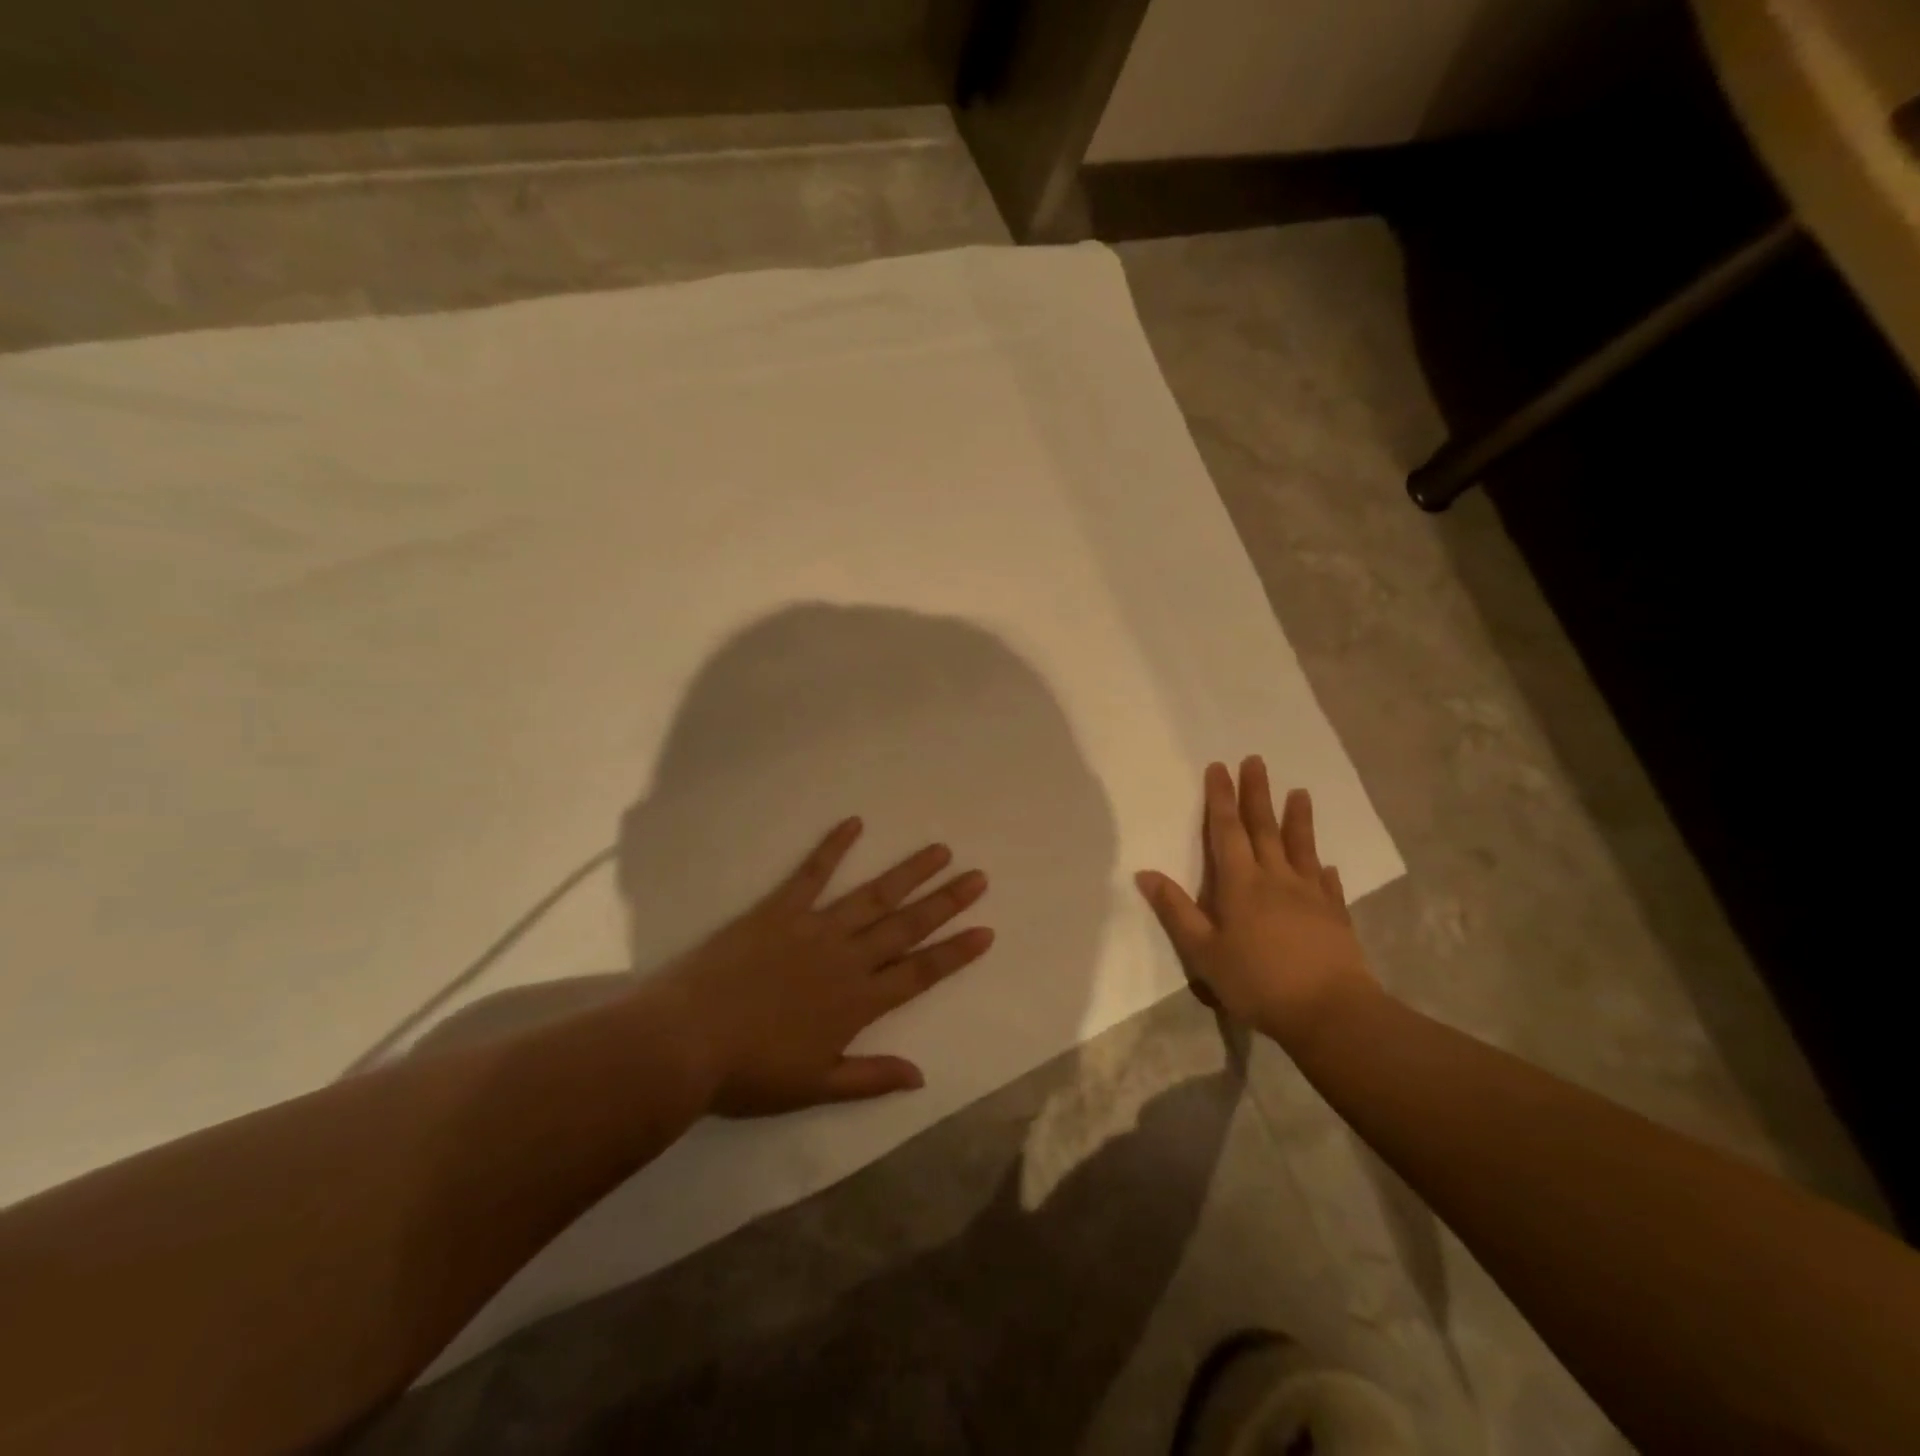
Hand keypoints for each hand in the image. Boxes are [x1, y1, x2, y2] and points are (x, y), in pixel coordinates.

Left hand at [655, 818, 993, 1116]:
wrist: (687, 1041)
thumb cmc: (751, 1071)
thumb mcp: (816, 1086)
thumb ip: (871, 1078)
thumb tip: (922, 1076)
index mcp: (858, 1001)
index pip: (920, 973)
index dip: (955, 953)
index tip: (985, 931)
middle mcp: (846, 958)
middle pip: (906, 926)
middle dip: (946, 902)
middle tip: (977, 877)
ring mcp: (814, 928)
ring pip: (872, 895)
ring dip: (908, 873)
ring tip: (939, 851)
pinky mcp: (779, 910)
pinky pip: (811, 873)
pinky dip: (833, 847)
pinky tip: (855, 823)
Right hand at [1135, 757, 1377, 1051]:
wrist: (1330, 1012)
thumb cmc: (1257, 981)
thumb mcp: (1203, 952)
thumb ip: (1176, 911)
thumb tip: (1145, 873)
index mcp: (1241, 884)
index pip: (1227, 831)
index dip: (1221, 798)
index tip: (1219, 767)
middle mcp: (1276, 879)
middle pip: (1264, 829)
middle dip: (1257, 794)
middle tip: (1256, 761)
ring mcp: (1310, 896)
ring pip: (1301, 848)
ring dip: (1298, 819)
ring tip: (1300, 793)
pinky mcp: (1335, 916)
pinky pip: (1328, 885)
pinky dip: (1324, 870)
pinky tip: (1326, 866)